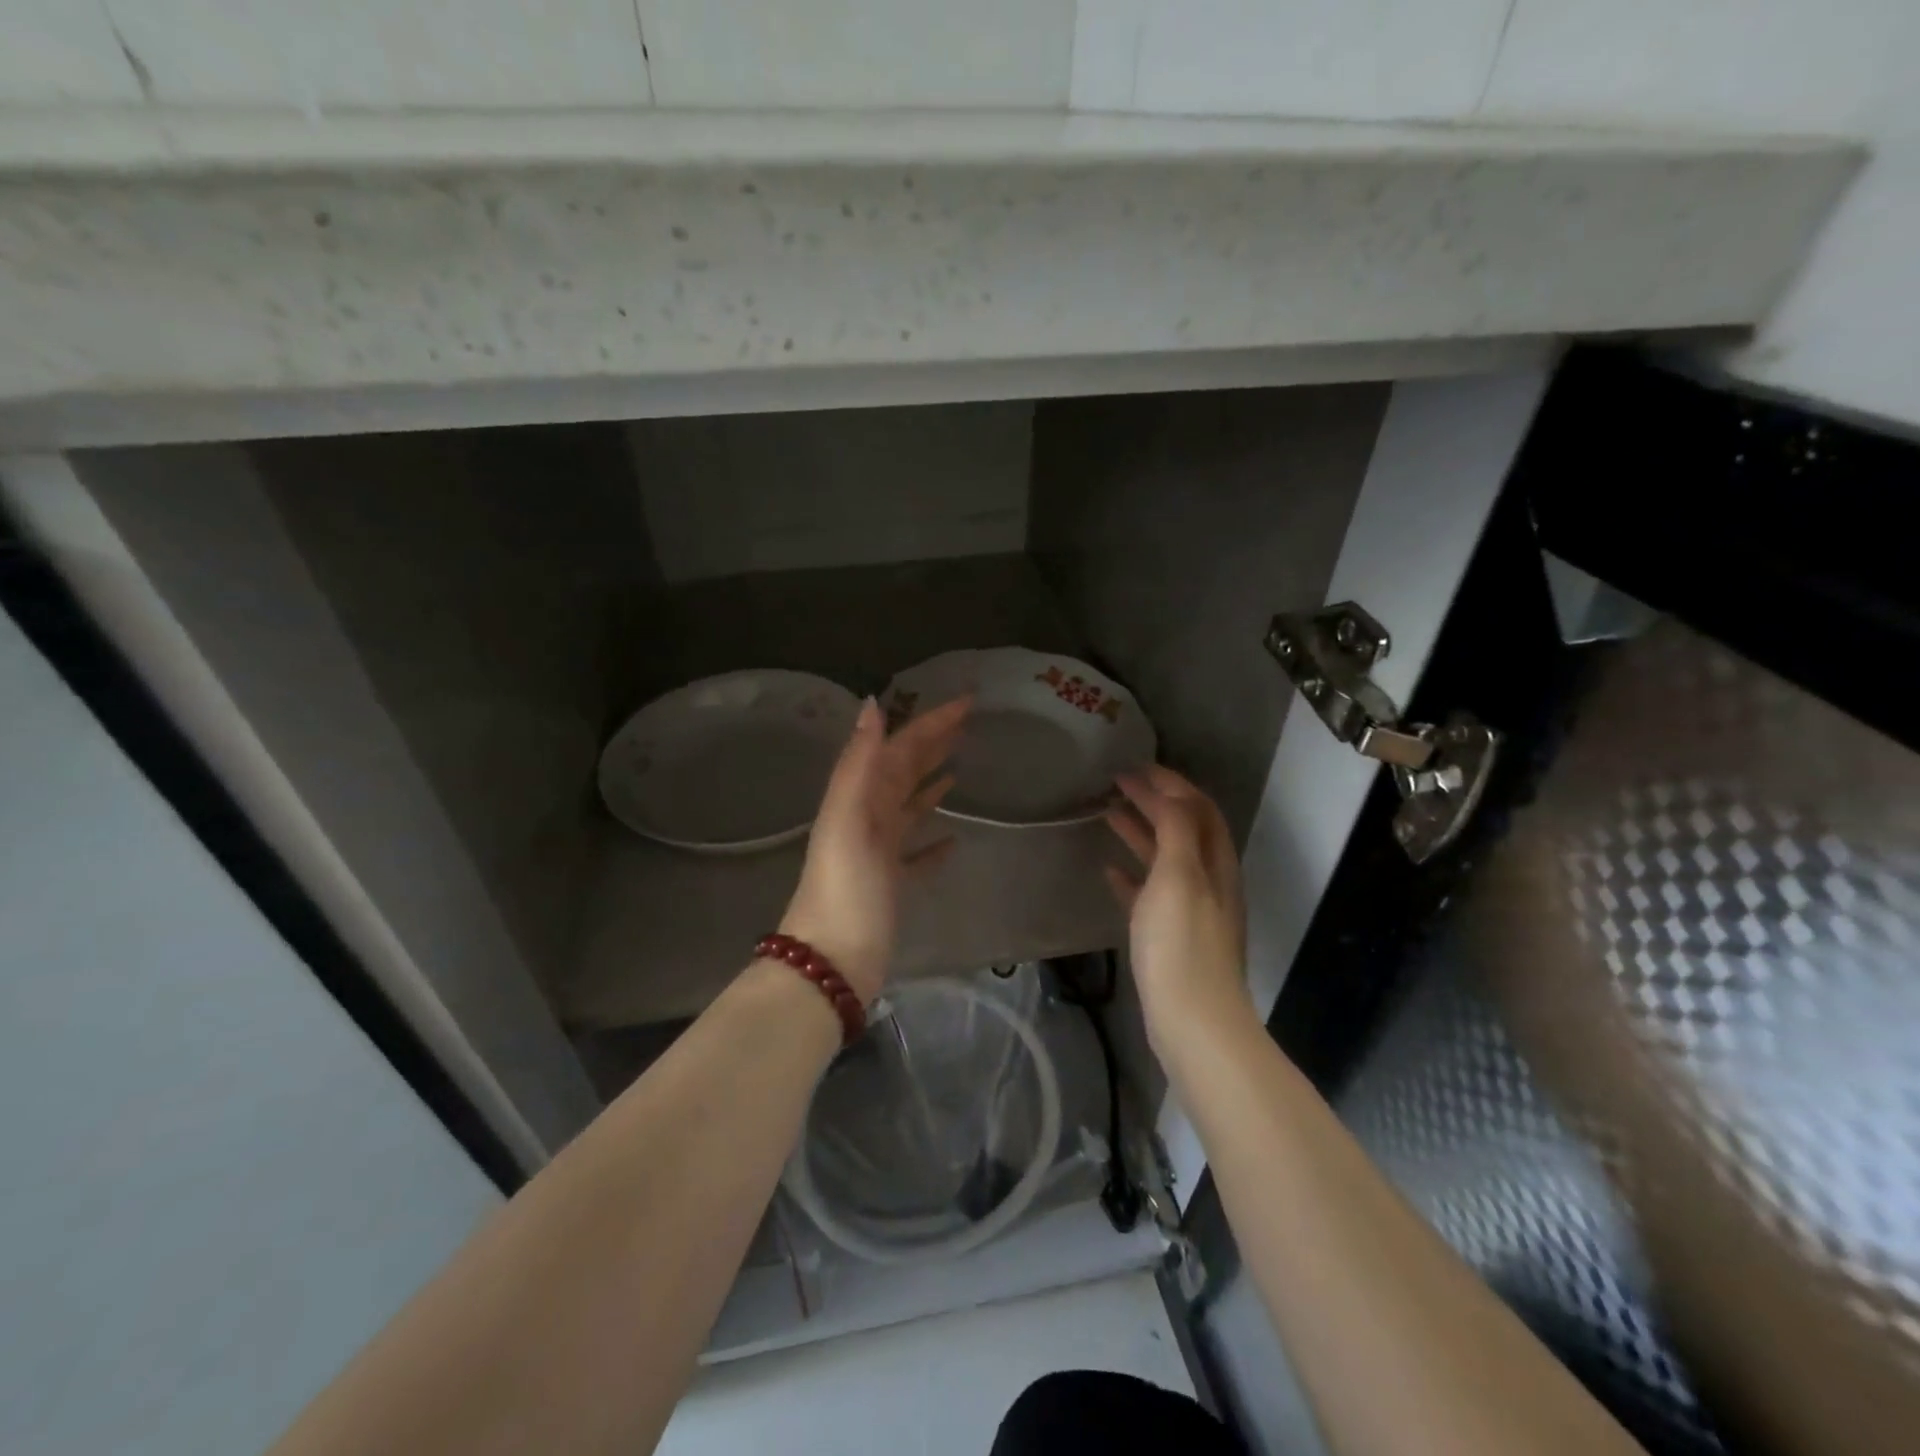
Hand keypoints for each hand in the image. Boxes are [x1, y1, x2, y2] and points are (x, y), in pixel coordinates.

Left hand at [780, 696, 968, 1001]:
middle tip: (969, 724)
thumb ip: (859, 762)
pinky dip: (933, 841)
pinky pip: (917, 853)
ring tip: (960, 767)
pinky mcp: (891, 884)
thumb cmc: (845, 887)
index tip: (967, 702)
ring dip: (931, 783)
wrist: (831, 960)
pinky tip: (954, 839)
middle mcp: (867, 817)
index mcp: (858, 797)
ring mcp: (879, 852)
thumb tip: (873, 703)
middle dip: (933, 744)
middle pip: (904, 771)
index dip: (930, 722)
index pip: (899, 747)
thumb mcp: (848, 818)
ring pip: (909, 807)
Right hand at [1104, 766, 1252, 1048]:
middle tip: (1116, 784)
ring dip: (1140, 832)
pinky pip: (1150, 893)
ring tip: (1108, 814)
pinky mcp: (1170, 936)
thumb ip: (1177, 830)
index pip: (1197, 808)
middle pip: (1182, 829)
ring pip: (1165, 858)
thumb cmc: (1182, 943)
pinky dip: (1132, 875)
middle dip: (1154, 802)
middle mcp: (1208, 880)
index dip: (1170, 783)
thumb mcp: (1179, 876)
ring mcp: (1190, 910)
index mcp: (1214, 862)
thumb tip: (1169, 793)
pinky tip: (1109, 872)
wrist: (1192, 1020)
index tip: (1134, 767)